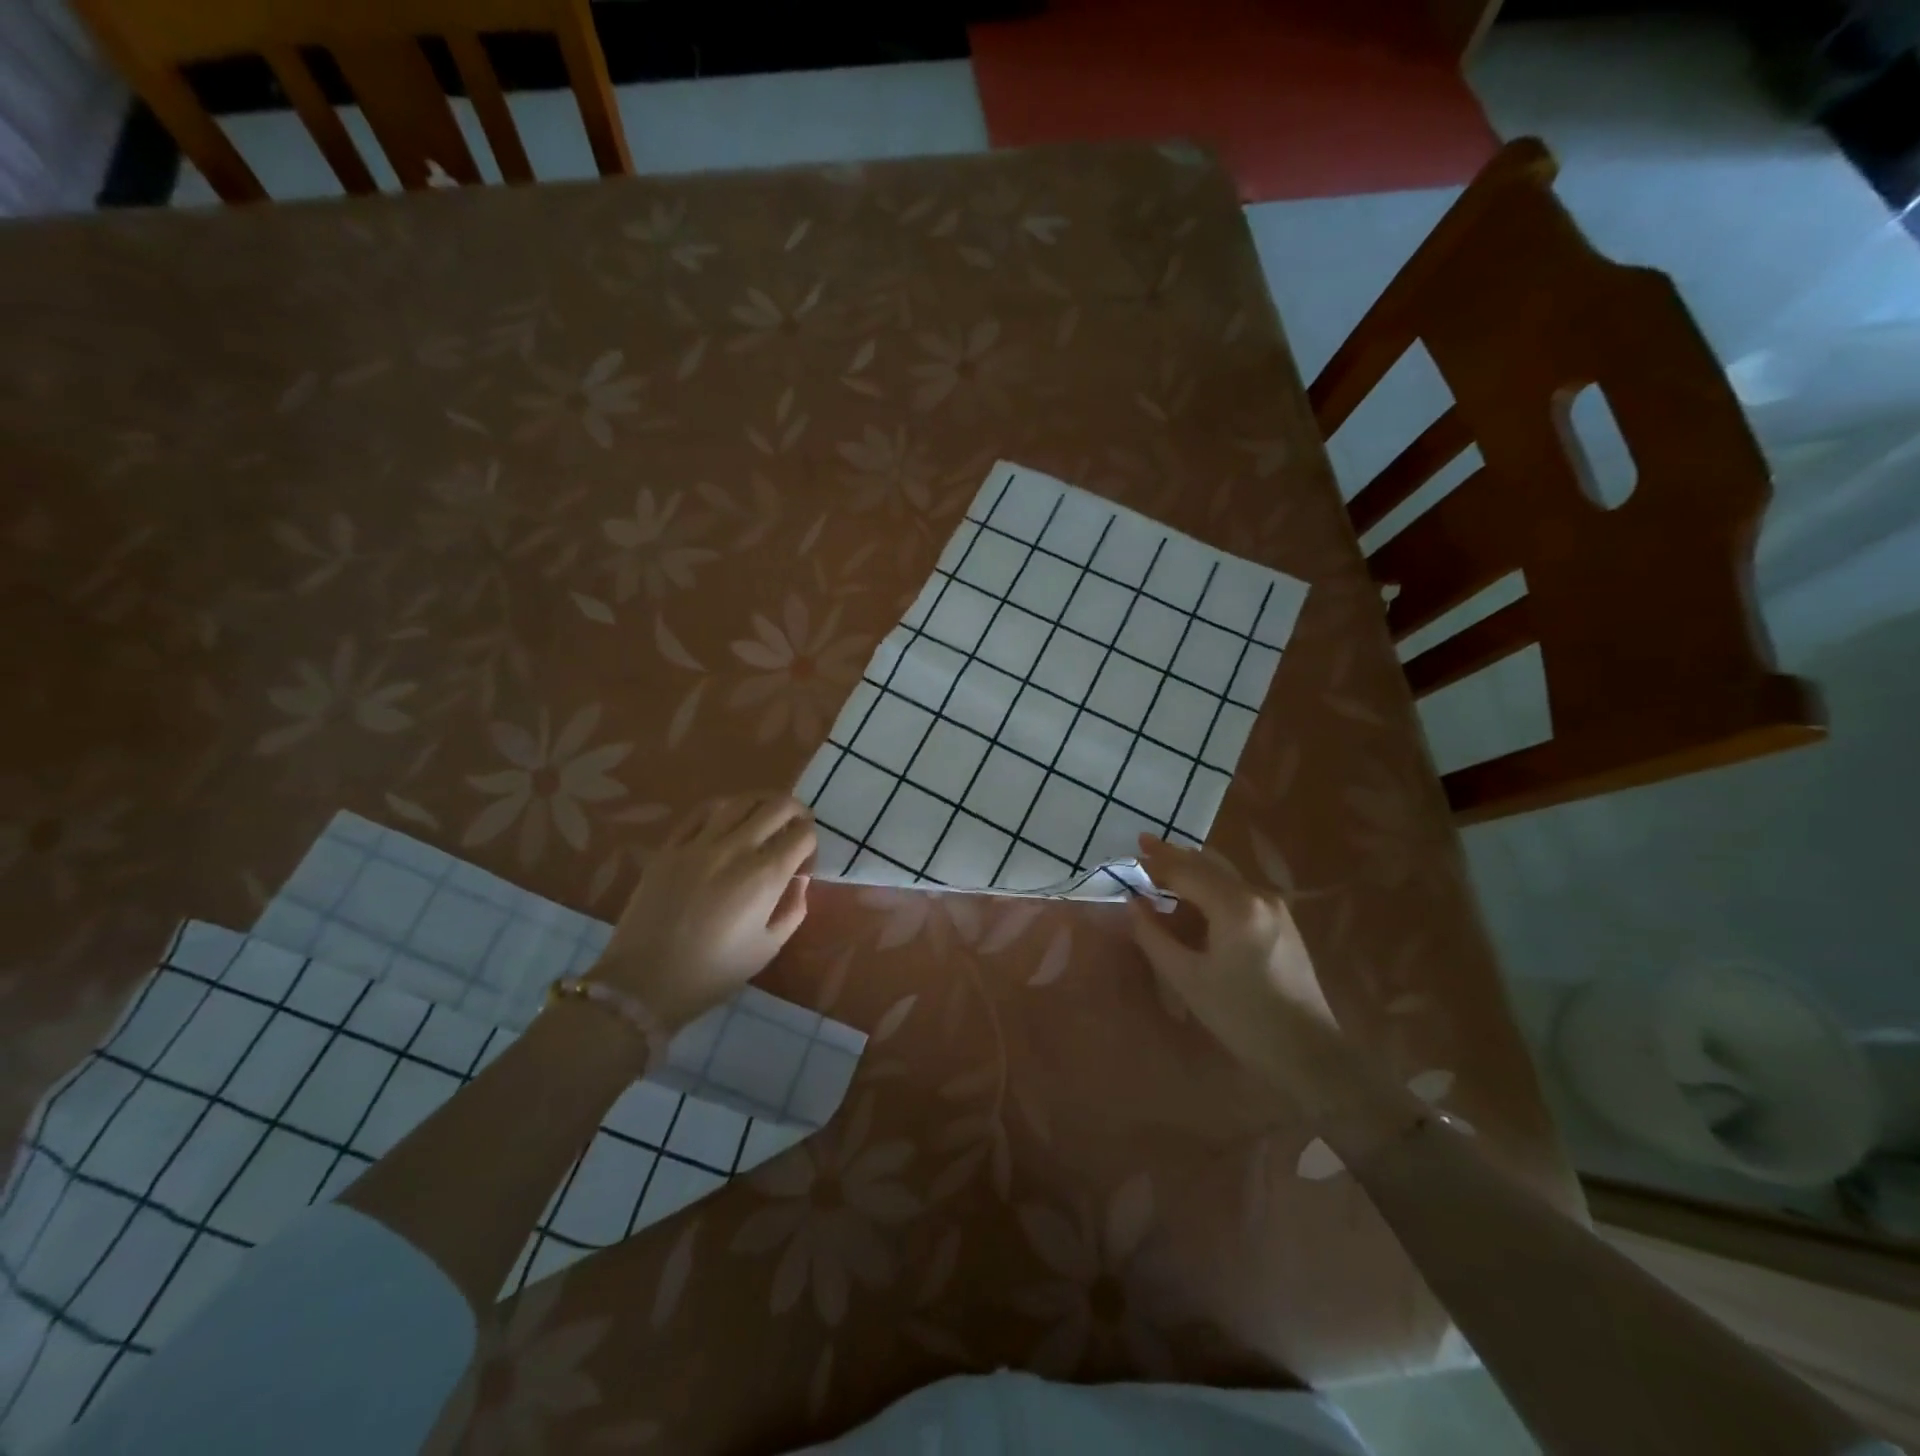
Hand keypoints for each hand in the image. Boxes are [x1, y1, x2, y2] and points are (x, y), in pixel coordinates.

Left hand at [589, 793, 815, 1032]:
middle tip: (797, 826)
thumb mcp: (768, 948)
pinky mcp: (670, 847)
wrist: (644, 982)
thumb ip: (793, 909)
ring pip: (741, 800)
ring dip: (762, 803)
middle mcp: (736, 849)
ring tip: (766, 815)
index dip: (811, 844)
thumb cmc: (714, 972)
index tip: (804, 863)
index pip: (803, 835)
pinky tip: (728, 818)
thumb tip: (799, 880)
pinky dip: (724, 808)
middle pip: (778, 806)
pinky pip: (702, 812)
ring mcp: (699, 844)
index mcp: (765, 876)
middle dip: (797, 812)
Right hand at [1129, 835, 1348, 1108]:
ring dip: (1193, 869)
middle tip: (1143, 844)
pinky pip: (1238, 891)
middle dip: (1173, 855)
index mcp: (1235, 905)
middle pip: (1208, 864)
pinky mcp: (1282, 922)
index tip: (1128, 856)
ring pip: (1225, 875)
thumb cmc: (1242, 1016)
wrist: (1309, 1053)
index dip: (1154, 864)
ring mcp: (1275, 907)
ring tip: (1164, 866)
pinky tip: (1195, 896)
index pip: (1185, 871)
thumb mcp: (1187, 978)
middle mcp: (1258, 894)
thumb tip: (1132, 903)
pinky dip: (1211, 885)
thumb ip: (1153, 936)